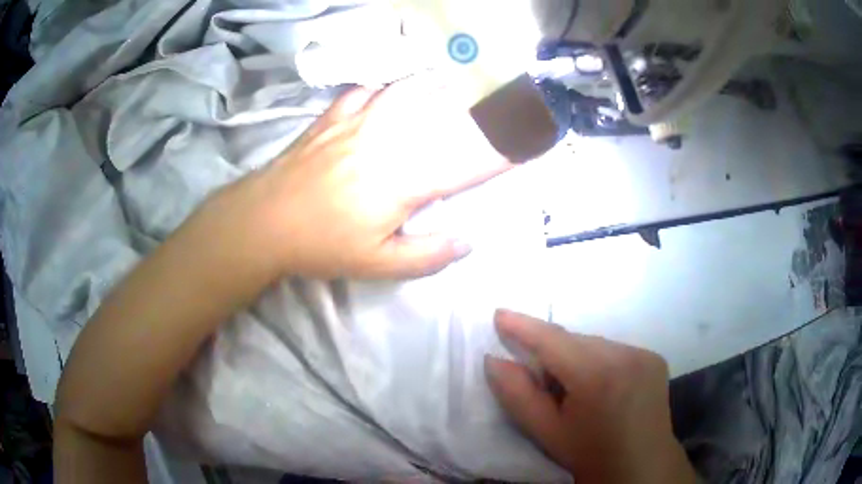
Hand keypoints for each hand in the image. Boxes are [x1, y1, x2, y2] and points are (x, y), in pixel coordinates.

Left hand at [213, 75, 509, 279]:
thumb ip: (428, 255)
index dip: (504, 151)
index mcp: (406, 181)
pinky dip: (392, 84)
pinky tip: (400, 85)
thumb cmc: (321, 245)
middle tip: (512, 98)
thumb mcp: (378, 265)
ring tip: (468, 78)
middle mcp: (391, 141)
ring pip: (414, 91)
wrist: (265, 219)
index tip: (531, 142)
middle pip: (449, 116)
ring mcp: (361, 120)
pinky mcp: (336, 114)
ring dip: (447, 84)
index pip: (469, 162)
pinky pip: (372, 88)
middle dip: (487, 107)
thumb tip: (468, 241)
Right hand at [485, 310, 696, 483]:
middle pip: (575, 341)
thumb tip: (494, 360)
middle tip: (540, 380)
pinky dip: (598, 361)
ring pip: (595, 344)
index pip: (553, 340)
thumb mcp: (547, 432)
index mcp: (597, 376)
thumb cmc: (590, 454)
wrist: (641, 467)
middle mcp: (625, 355)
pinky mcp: (654, 358)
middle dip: (552, 352)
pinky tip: (601, 388)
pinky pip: (615, 350)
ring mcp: (644, 354)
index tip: (499, 313)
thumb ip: (518, 395)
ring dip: (577, 357)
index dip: (524, 326)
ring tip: (574, 390)